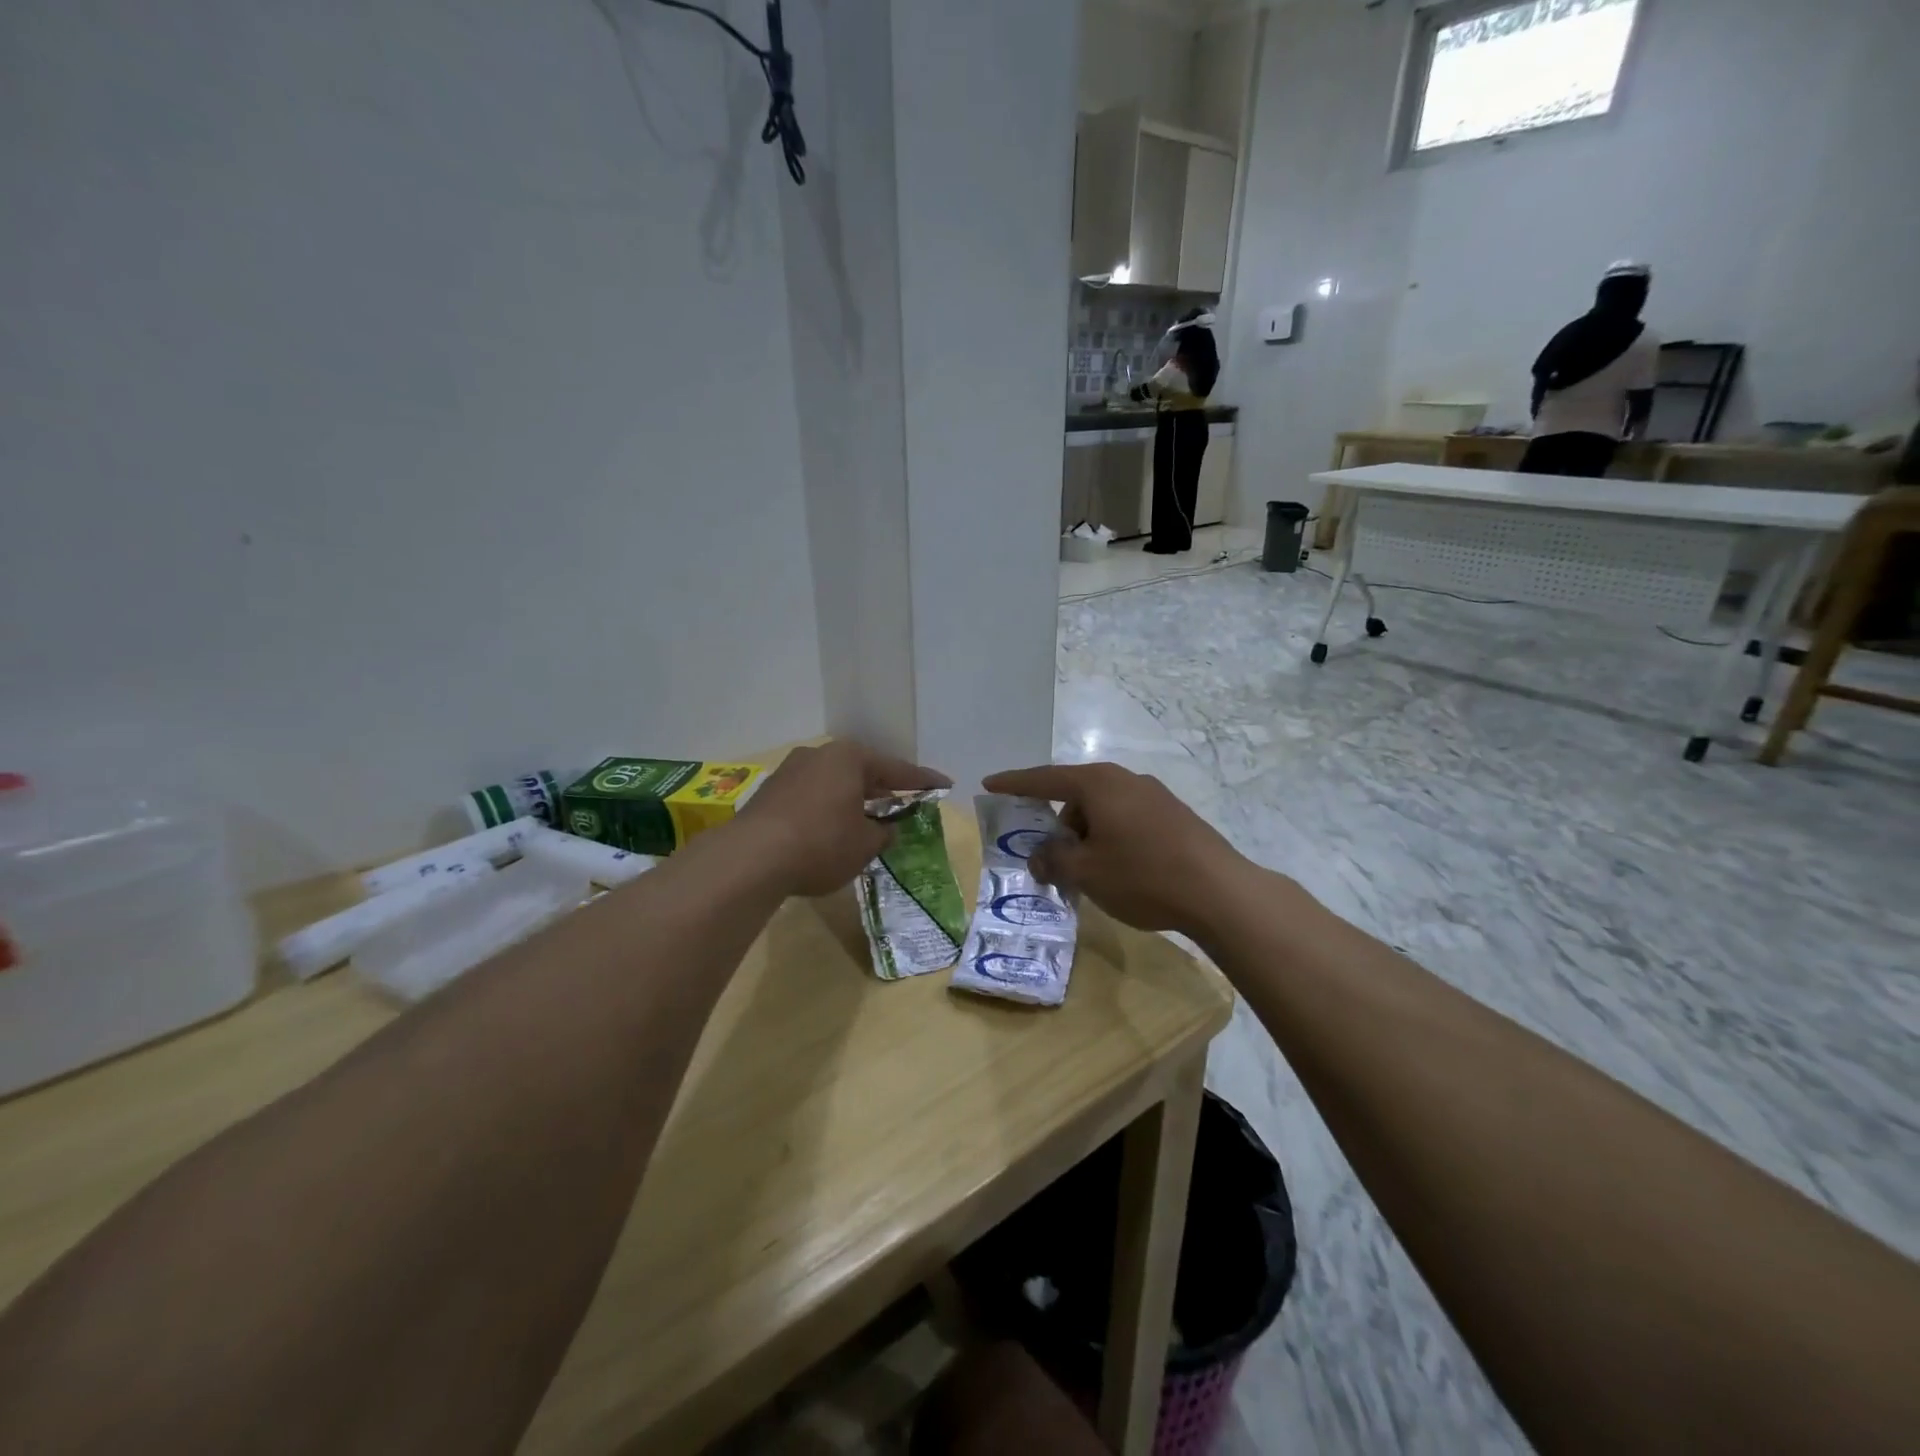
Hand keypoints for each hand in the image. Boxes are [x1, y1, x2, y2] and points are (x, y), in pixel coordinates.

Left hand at [739, 741, 950, 897]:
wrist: (751, 858)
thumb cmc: (822, 843)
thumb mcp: (865, 844)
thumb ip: (882, 832)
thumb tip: (885, 828)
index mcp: (849, 758)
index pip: (896, 770)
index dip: (923, 782)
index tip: (944, 785)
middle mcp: (819, 755)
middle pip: (862, 771)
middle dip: (883, 789)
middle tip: (905, 803)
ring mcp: (790, 772)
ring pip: (834, 783)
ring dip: (853, 800)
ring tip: (869, 818)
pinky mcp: (770, 793)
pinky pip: (812, 796)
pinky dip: (828, 809)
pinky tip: (832, 828)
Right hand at [982, 762, 1247, 934]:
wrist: (1219, 891)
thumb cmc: (1142, 875)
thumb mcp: (1086, 872)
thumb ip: (1053, 860)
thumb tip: (1039, 856)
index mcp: (1098, 783)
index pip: (1044, 779)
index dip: (1014, 784)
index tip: (990, 784)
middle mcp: (1125, 779)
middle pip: (1076, 795)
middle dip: (1057, 824)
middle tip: (1049, 857)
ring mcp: (1154, 794)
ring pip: (1103, 809)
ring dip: (1086, 835)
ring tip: (1087, 873)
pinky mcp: (1174, 814)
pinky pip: (1127, 819)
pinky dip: (1111, 837)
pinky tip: (1119, 869)